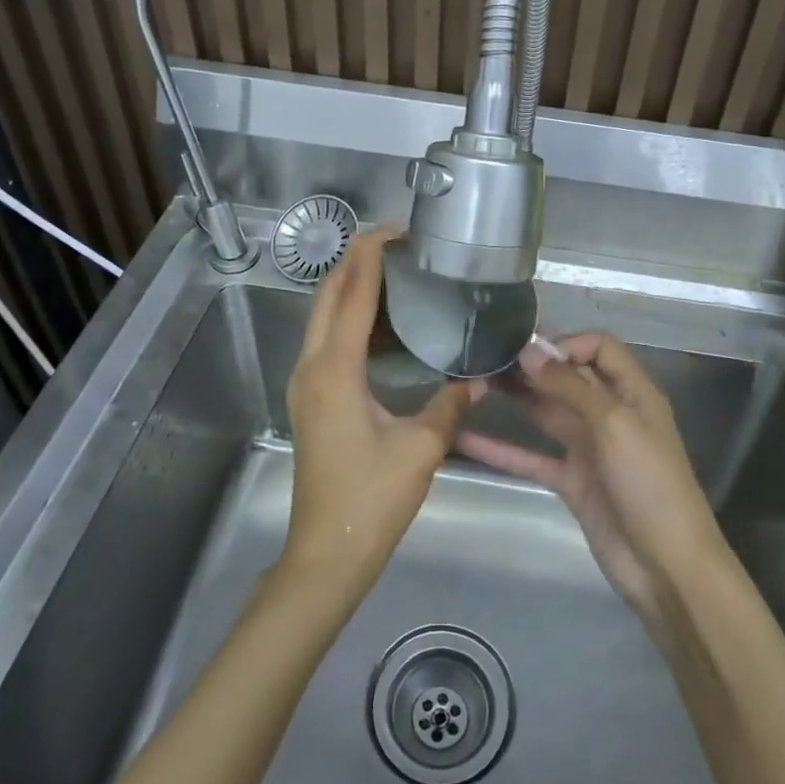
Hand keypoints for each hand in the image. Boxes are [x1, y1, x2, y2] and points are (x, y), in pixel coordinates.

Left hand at [282, 228, 483, 598]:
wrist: (326, 553)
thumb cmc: (371, 499)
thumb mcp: (420, 449)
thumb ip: (450, 405)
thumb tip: (478, 379)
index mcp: (334, 370)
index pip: (350, 296)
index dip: (370, 256)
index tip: (396, 229)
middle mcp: (311, 368)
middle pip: (328, 297)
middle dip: (356, 263)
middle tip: (398, 244)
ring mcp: (305, 385)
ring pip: (322, 319)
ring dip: (351, 289)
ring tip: (394, 273)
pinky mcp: (311, 401)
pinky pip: (326, 343)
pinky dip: (349, 320)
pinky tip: (382, 325)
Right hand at [455, 333, 725, 639]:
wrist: (666, 566)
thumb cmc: (649, 484)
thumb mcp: (615, 425)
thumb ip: (571, 386)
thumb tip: (529, 350)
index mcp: (632, 393)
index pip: (598, 348)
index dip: (565, 343)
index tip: (527, 352)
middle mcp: (610, 413)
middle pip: (568, 378)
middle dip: (532, 367)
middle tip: (486, 359)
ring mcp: (589, 448)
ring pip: (547, 413)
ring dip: (516, 399)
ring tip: (472, 384)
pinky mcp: (571, 480)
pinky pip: (532, 457)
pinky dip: (502, 449)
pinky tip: (466, 440)